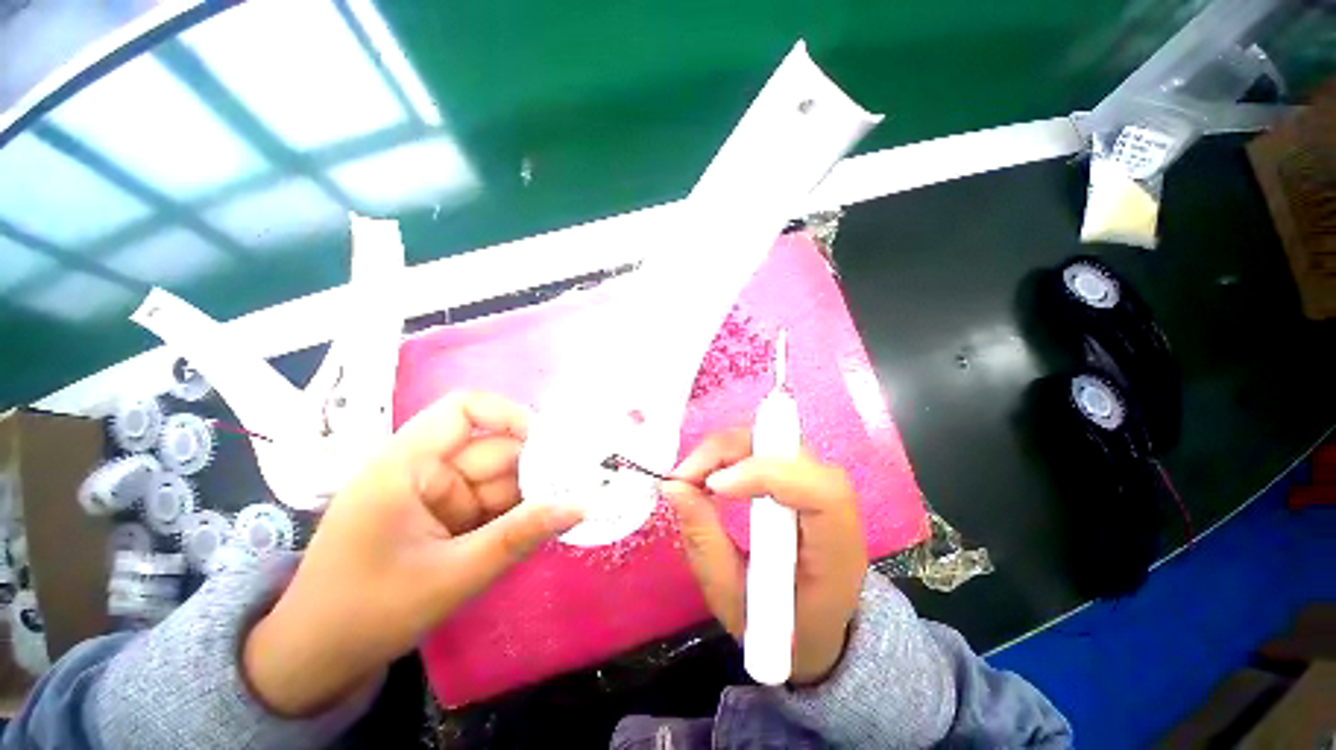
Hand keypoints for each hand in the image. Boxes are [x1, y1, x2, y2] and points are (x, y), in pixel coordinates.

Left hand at [243, 392, 582, 716]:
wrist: (316, 660)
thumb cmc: (367, 614)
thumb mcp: (450, 577)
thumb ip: (518, 536)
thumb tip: (580, 506)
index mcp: (405, 465)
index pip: (463, 410)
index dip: (511, 415)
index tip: (553, 443)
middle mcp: (422, 467)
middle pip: (493, 449)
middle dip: (536, 468)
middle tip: (580, 487)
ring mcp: (434, 492)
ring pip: (498, 478)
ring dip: (531, 494)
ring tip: (568, 510)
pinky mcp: (443, 514)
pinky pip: (491, 501)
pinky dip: (516, 513)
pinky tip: (540, 527)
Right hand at [663, 429, 867, 684]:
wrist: (816, 628)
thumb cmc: (779, 627)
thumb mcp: (734, 600)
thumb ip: (705, 542)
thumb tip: (673, 488)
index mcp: (837, 550)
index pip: (819, 491)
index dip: (766, 475)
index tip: (714, 486)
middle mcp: (836, 506)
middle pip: (789, 451)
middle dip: (730, 452)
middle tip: (685, 476)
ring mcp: (818, 483)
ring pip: (773, 440)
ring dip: (726, 450)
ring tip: (692, 476)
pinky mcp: (799, 475)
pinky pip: (764, 447)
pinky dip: (731, 453)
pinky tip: (710, 473)